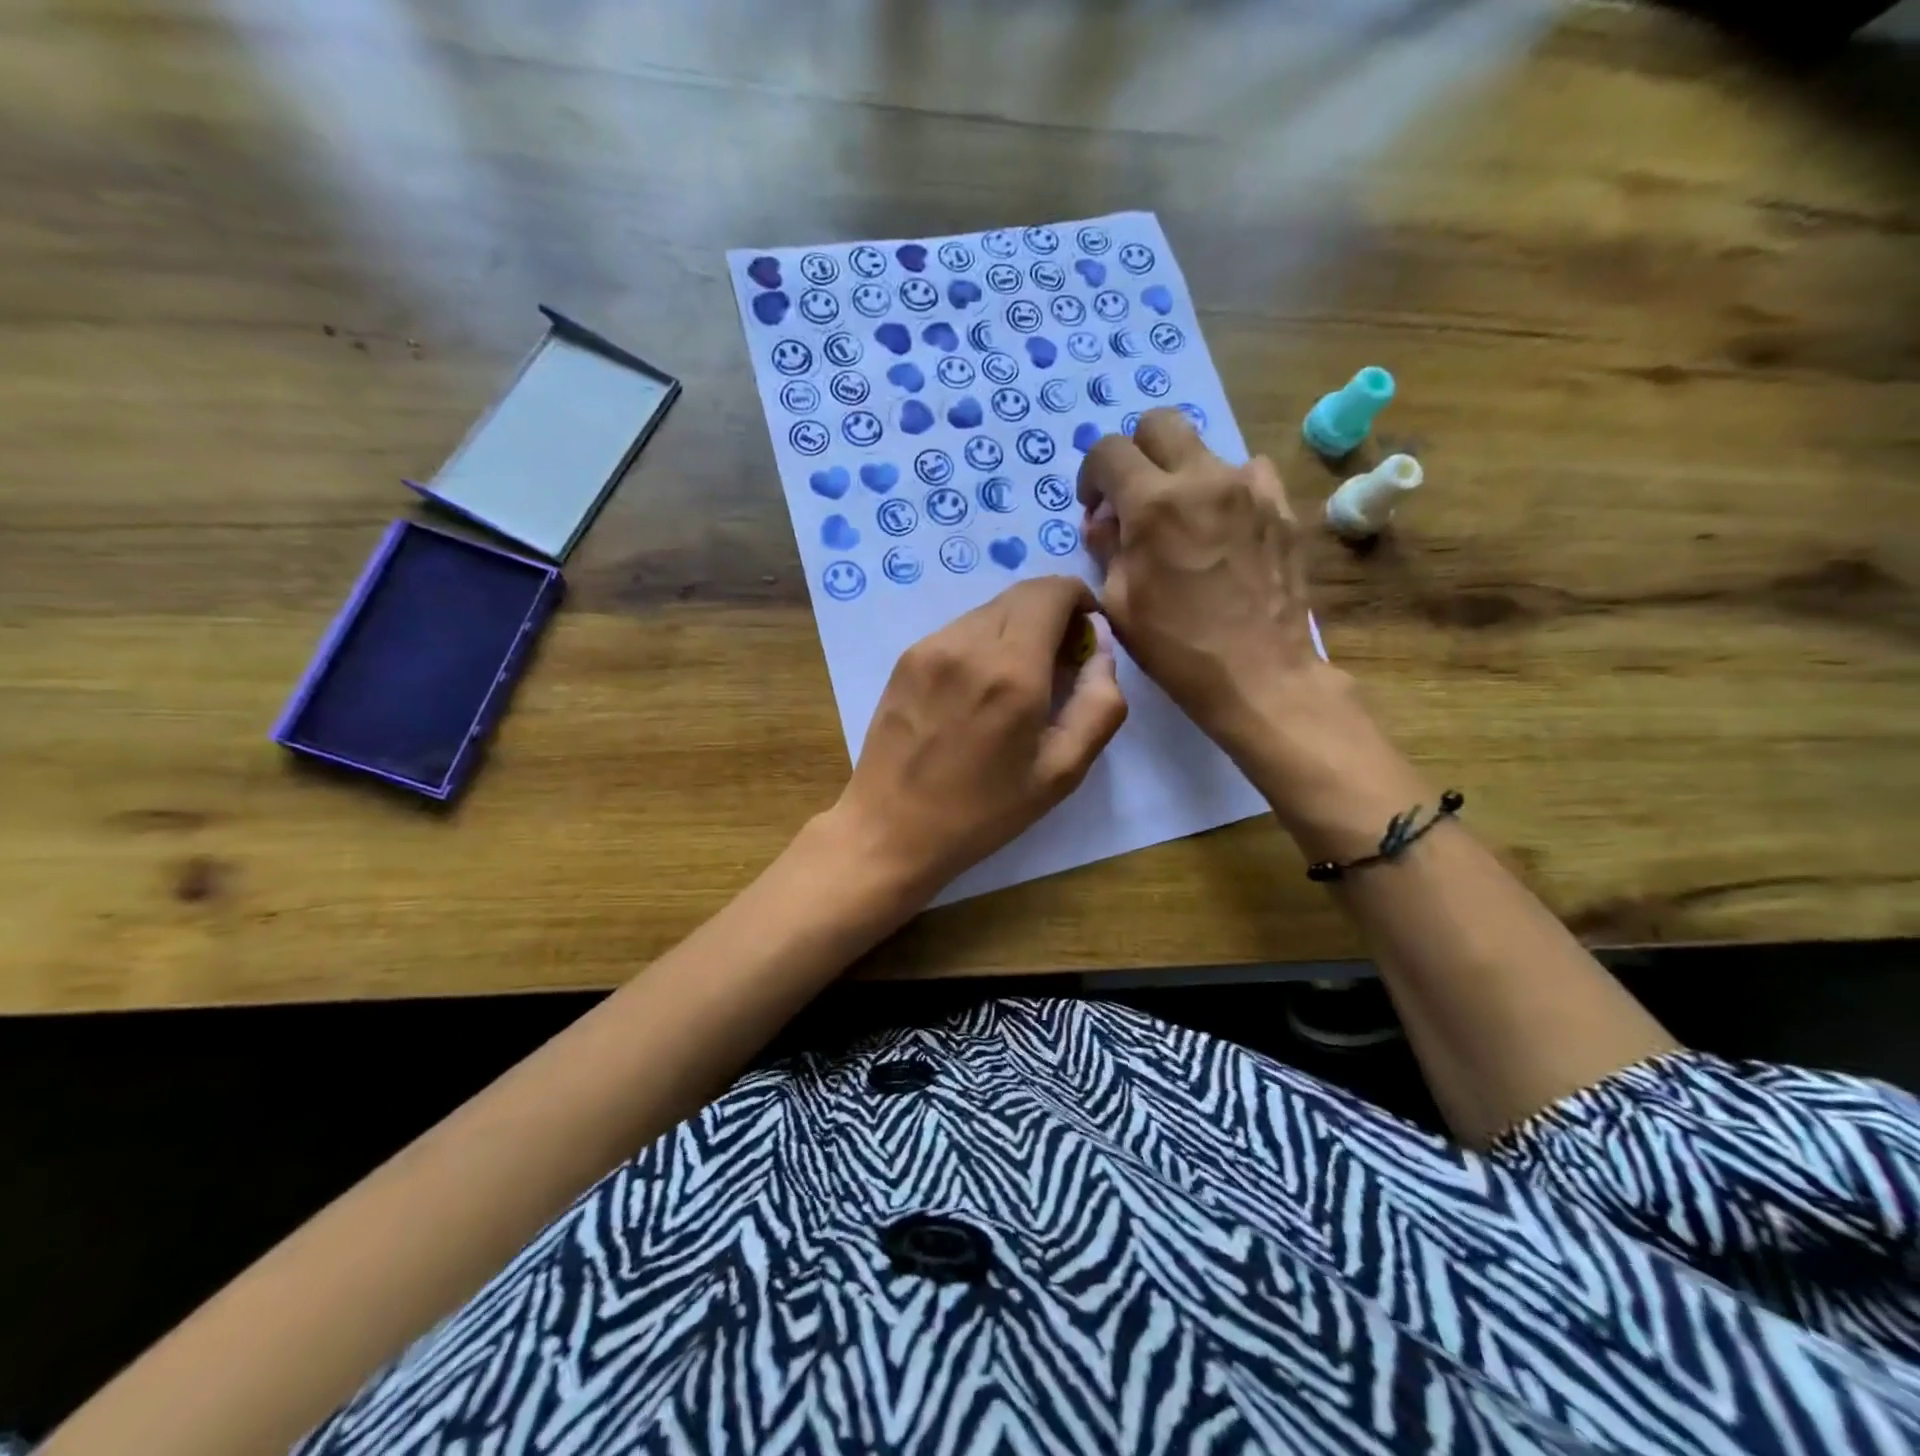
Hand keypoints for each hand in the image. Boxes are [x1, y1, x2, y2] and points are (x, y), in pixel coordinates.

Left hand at [828, 576, 1127, 896]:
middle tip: (1058, 665)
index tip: (1085, 639)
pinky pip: (959, 630)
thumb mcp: (1061, 771)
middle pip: (1022, 593)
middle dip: (1051, 614)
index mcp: (1012, 670)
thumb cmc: (983, 811)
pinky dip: (983, 643)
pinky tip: (978, 691)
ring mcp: (930, 646)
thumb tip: (1102, 649)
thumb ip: (1099, 704)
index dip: (1080, 601)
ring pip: (990, 610)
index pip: (1053, 591)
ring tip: (1016, 683)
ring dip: (1017, 629)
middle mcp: (968, 643)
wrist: (890, 829)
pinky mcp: (906, 658)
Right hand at [1078, 408, 1326, 757]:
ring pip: (1204, 448)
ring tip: (1182, 521)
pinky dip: (1226, 489)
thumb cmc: (1176, 648)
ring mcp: (1249, 488)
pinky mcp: (1281, 506)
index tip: (1095, 508)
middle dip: (1136, 453)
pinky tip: (1223, 527)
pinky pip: (1248, 474)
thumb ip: (1106, 549)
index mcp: (1153, 504)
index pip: (1108, 451)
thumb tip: (1104, 522)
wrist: (1259, 674)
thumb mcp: (1119, 604)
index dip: (1091, 475)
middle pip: (1159, 423)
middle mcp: (1203, 479)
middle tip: (1133, 497)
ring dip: (1181, 475)